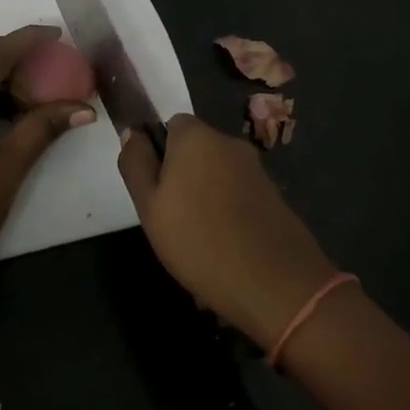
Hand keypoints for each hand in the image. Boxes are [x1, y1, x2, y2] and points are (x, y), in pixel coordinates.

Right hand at [118, 114, 337, 347]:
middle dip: (182, 177)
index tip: (153, 189)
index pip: (171, 125)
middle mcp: (230, 144)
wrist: (275, 284)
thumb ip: (136, 163)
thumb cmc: (198, 240)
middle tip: (170, 219)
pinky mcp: (275, 198)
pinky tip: (223, 249)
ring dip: (204, 198)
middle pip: (196, 151)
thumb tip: (133, 132)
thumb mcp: (149, 205)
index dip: (158, 153)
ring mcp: (257, 171)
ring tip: (196, 241)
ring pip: (217, 176)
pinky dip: (228, 214)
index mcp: (197, 137)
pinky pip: (238, 197)